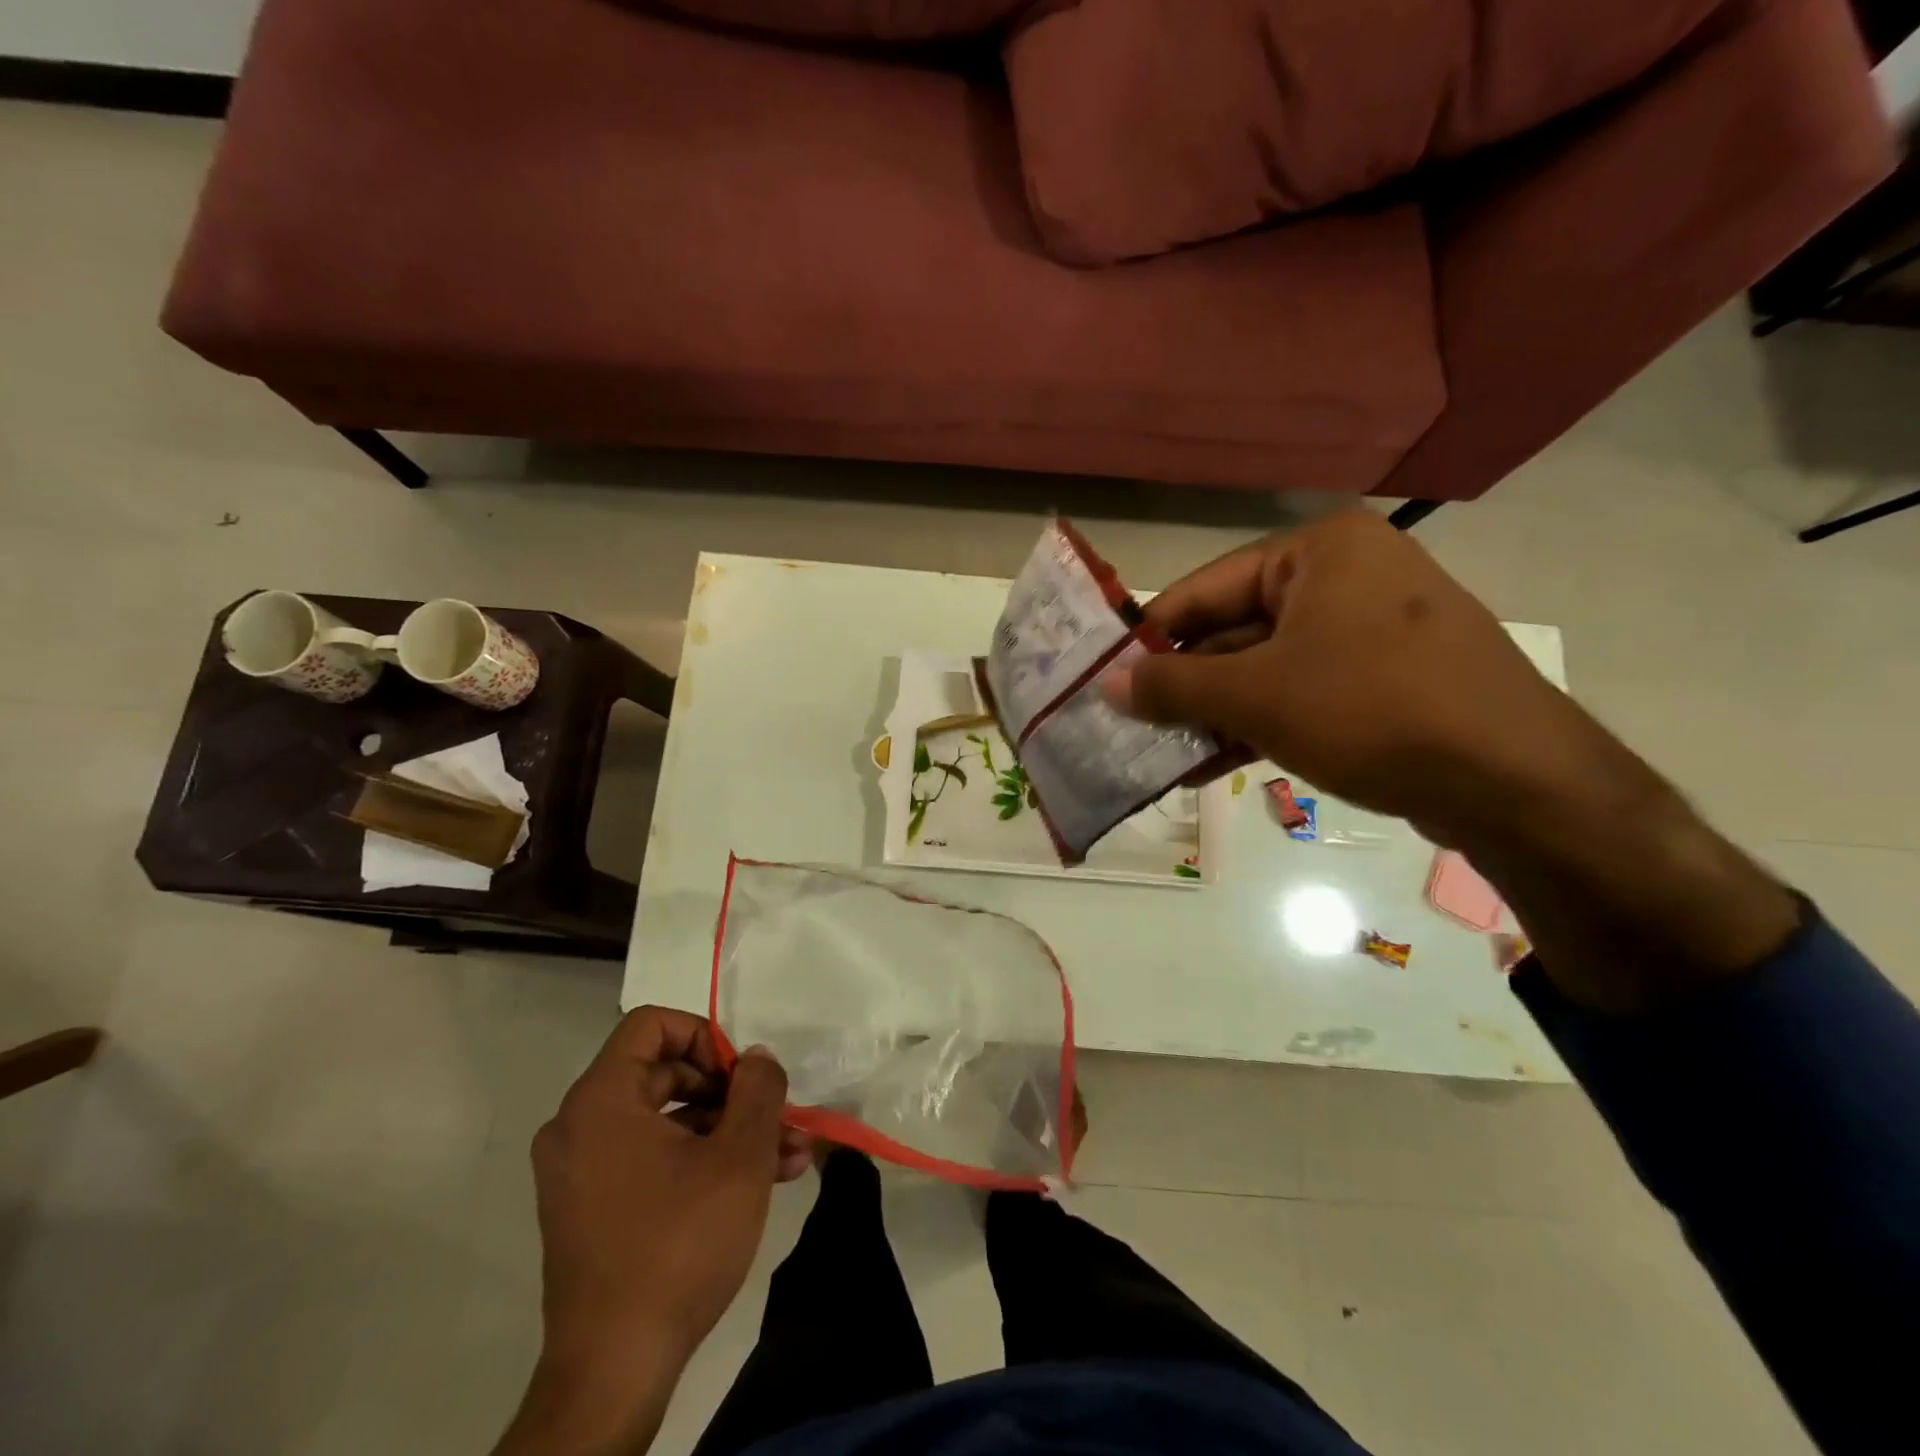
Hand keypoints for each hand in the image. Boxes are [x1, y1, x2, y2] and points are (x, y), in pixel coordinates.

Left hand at [496, 1008, 806, 1455]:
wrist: (615, 1370)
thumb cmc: (677, 1245)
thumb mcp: (738, 1157)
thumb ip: (757, 1090)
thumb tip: (757, 1058)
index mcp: (600, 1101)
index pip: (652, 1025)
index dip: (706, 1036)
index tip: (743, 1074)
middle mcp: (579, 1126)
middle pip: (664, 1072)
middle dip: (731, 1091)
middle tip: (778, 1115)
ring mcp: (583, 1171)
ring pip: (666, 1120)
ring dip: (728, 1129)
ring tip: (787, 1155)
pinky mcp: (593, 1207)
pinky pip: (651, 1156)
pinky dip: (700, 1158)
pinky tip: (758, 1181)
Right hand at [1107, 509, 1612, 846]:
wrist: (1517, 782)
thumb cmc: (1372, 711)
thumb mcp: (1256, 696)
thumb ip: (1173, 686)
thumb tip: (1107, 684)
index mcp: (1318, 553)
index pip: (1203, 589)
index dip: (1149, 638)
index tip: (1106, 680)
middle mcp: (1346, 577)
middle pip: (1234, 630)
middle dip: (1183, 687)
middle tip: (1132, 727)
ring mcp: (1371, 629)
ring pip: (1265, 669)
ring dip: (1214, 714)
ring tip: (1164, 755)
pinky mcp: (1387, 679)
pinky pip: (1302, 693)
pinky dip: (1258, 725)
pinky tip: (1212, 764)